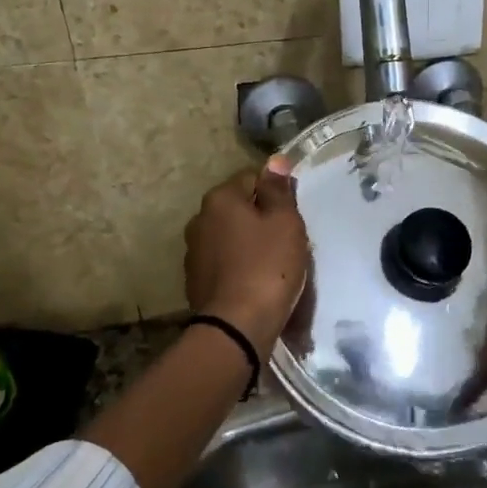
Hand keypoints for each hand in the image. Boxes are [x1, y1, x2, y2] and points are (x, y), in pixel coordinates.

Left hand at [185, 159, 309, 351]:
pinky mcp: (196, 282)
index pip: (252, 178)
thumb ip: (279, 189)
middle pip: (239, 209)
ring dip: (249, 244)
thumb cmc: (268, 266)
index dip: (276, 192)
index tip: (292, 214)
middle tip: (288, 240)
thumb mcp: (285, 222)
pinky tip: (257, 283)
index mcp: (220, 199)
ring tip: (274, 265)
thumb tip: (275, 160)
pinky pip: (225, 264)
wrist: (237, 326)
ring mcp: (194, 253)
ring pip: (231, 237)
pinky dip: (240, 268)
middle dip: (261, 219)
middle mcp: (199, 220)